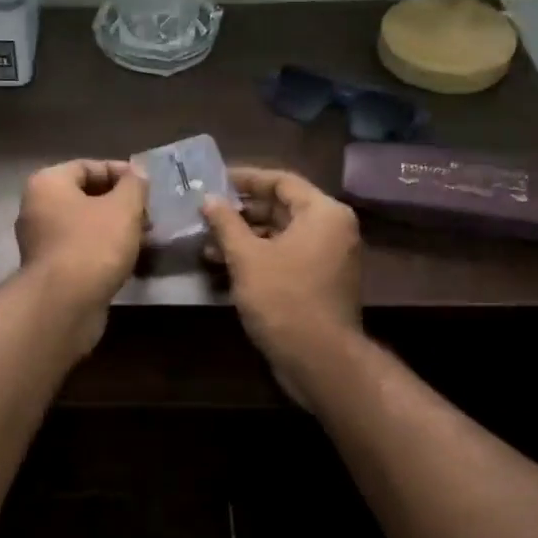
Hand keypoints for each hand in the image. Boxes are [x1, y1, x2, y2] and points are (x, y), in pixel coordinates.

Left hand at [14, 160, 147, 352]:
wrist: (63, 305)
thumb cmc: (92, 245)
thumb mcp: (123, 208)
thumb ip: (134, 185)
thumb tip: (137, 172)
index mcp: (47, 184)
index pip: (87, 166)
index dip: (120, 173)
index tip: (147, 187)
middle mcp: (37, 209)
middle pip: (85, 196)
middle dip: (120, 204)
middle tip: (149, 216)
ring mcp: (41, 242)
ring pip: (85, 225)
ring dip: (115, 229)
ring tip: (145, 238)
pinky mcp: (50, 271)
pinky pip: (81, 250)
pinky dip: (104, 250)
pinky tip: (128, 260)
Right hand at [201, 168, 362, 403]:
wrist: (318, 358)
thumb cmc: (283, 298)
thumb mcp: (246, 256)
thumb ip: (226, 222)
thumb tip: (208, 198)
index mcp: (323, 213)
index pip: (281, 181)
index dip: (246, 179)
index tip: (215, 180)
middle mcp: (332, 229)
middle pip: (281, 207)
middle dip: (241, 211)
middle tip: (205, 211)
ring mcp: (328, 257)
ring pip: (280, 234)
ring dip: (245, 236)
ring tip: (206, 242)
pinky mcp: (319, 281)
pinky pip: (286, 256)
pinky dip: (258, 256)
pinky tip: (223, 264)